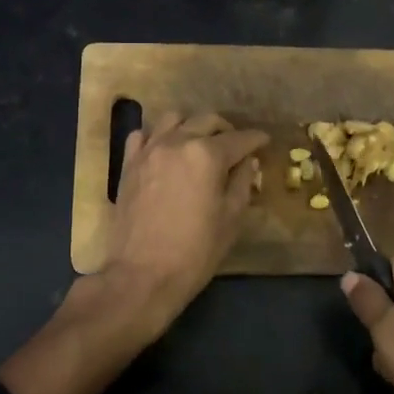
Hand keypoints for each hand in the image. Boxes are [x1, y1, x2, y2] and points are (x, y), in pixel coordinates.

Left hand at [105, 112, 267, 323]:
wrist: (143, 274)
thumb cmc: (195, 251)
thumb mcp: (231, 219)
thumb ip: (242, 183)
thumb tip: (247, 161)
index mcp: (207, 155)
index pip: (239, 138)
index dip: (256, 139)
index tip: (264, 141)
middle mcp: (177, 142)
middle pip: (207, 121)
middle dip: (226, 129)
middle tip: (235, 146)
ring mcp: (149, 151)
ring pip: (173, 119)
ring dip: (191, 126)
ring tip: (198, 143)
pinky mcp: (128, 164)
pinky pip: (142, 135)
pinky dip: (157, 136)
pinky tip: (165, 151)